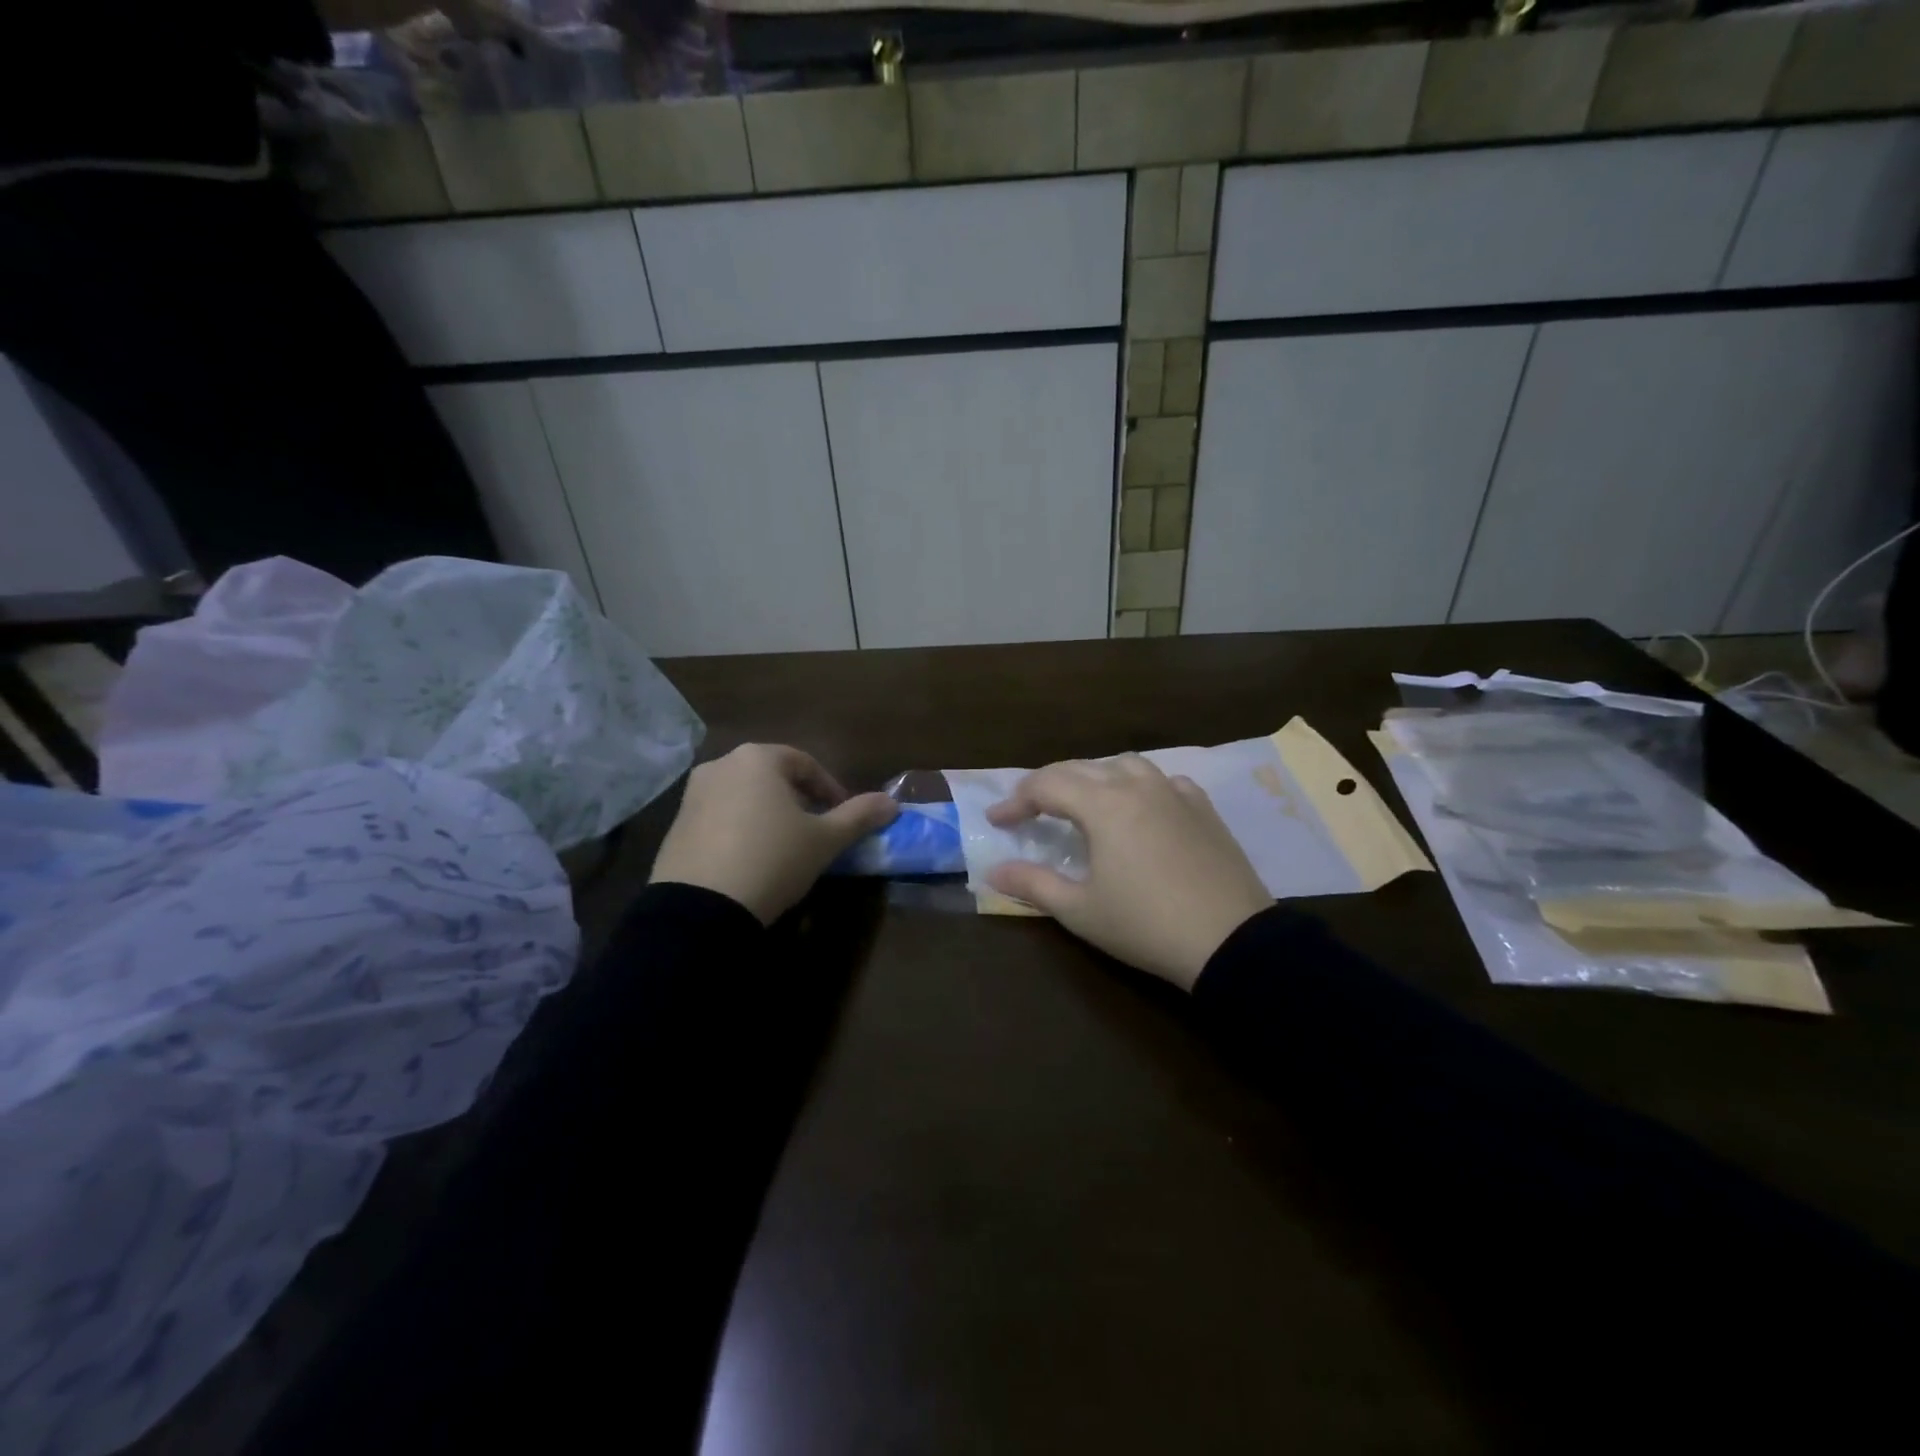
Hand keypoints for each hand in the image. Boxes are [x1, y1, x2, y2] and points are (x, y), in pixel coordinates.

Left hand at [651, 744, 898, 923]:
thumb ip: (859, 816)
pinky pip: (719, 819)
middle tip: (817, 831)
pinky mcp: (675, 827)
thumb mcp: (825, 840)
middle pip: (773, 778)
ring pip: (745, 797)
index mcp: (757, 758)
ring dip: (769, 815)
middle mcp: (720, 766)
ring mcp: (692, 796)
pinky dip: (741, 830)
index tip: (843, 818)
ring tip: (786, 848)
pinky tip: (752, 861)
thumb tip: (892, 803)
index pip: (805, 764)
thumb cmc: (773, 859)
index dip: (831, 790)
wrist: (701, 908)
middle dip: (799, 801)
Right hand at [985, 755, 1272, 990]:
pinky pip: (1161, 781)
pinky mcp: (1203, 808)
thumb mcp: (1080, 910)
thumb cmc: (1146, 925)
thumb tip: (993, 871)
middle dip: (1047, 784)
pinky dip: (1137, 786)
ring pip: (1123, 765)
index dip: (1016, 801)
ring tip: (1081, 802)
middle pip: (1081, 768)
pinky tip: (1139, 808)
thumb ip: (1032, 884)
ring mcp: (1174, 793)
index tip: (997, 821)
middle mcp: (1137, 786)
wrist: (1231, 941)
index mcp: (1103, 804)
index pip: (1047, 786)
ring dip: (1093, 777)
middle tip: (1028, 809)